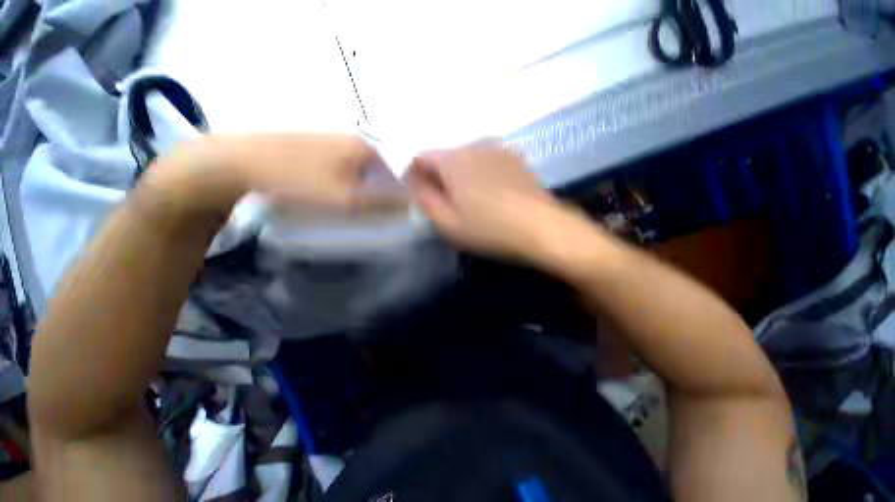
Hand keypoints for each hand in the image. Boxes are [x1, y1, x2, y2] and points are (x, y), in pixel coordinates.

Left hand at [148, 134, 406, 217]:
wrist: (236, 163)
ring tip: (342, 208)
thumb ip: (382, 205)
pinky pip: (339, 170)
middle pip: (377, 175)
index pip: (395, 177)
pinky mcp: (312, 147)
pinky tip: (325, 195)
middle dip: (375, 196)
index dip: (394, 199)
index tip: (383, 217)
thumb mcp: (348, 200)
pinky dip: (340, 185)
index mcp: (364, 148)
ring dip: (357, 192)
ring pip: (358, 173)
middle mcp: (351, 140)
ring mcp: (330, 141)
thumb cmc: (299, 181)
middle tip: (362, 215)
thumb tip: (410, 207)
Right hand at [407, 145, 577, 261]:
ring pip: (467, 160)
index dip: (414, 174)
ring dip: (460, 176)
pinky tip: (491, 195)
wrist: (541, 227)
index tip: (419, 194)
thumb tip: (415, 184)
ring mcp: (498, 150)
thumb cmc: (489, 229)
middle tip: (445, 203)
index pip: (421, 157)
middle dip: (438, 177)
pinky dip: (480, 175)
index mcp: (453, 161)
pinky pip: (487, 163)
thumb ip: (425, 200)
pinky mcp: (516, 159)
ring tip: (469, 201)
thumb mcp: (448, 222)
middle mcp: (474, 146)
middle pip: (445, 158)